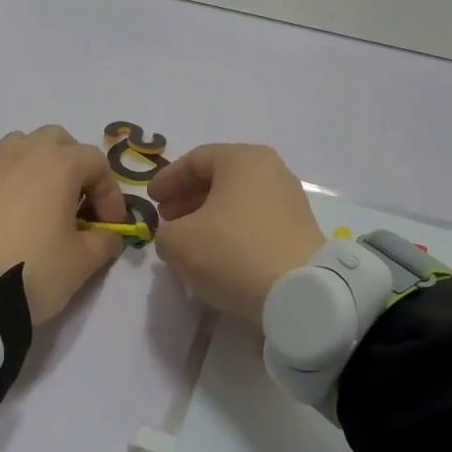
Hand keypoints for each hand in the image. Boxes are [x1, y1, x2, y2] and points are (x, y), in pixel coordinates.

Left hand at [0, 126, 127, 323]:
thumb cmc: (34, 267)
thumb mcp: (83, 262)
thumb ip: (105, 242)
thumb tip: (109, 236)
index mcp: (61, 164)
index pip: (97, 163)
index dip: (110, 194)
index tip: (110, 226)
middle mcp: (25, 151)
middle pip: (58, 141)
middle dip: (74, 166)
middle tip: (78, 204)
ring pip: (20, 144)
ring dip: (37, 164)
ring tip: (39, 200)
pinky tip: (0, 199)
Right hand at [149, 144, 325, 324]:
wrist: (298, 291)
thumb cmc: (232, 252)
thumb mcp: (179, 242)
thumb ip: (166, 232)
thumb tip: (176, 235)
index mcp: (243, 159)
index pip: (196, 159)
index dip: (168, 179)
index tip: (151, 200)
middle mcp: (272, 171)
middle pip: (221, 177)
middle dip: (189, 197)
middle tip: (167, 218)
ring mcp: (290, 200)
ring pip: (239, 201)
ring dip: (210, 216)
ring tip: (189, 239)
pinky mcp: (300, 230)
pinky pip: (256, 221)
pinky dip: (232, 230)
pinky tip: (218, 254)